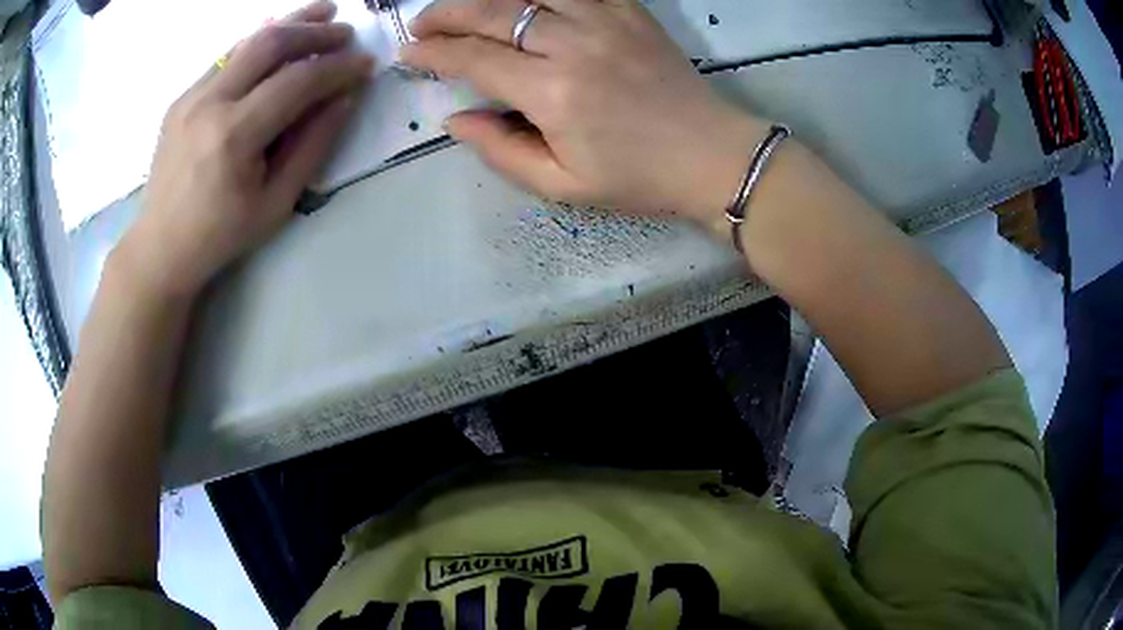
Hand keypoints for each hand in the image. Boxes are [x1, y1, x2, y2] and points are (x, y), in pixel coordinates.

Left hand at [116, 0, 373, 298]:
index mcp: (233, 136)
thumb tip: (344, 98)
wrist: (159, 247)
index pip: (298, 81)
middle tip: (346, 32)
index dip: (338, 67)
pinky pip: (227, 58)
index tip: (365, 64)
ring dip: (289, 25)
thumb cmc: (219, 235)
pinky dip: (260, 45)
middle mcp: (209, 104)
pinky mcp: (183, 97)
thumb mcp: (275, 203)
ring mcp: (191, 96)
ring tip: (322, 13)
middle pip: (271, 44)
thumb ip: (312, 145)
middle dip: (316, 32)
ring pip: (247, 41)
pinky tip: (280, 42)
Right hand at [404, 0, 766, 231]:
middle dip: (446, 14)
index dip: (434, 53)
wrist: (712, 154)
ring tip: (463, 8)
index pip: (474, 59)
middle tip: (422, 25)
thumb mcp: (563, 185)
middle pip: (492, 12)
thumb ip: (501, 151)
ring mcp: (605, 19)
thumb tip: (455, 120)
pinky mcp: (630, 10)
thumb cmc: (639, 177)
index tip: (408, 55)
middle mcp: (573, 44)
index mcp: (553, 92)